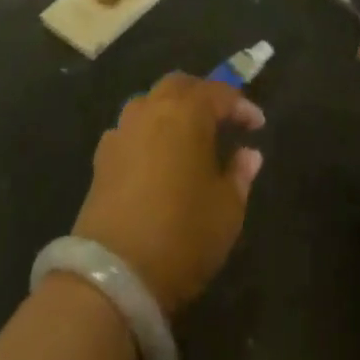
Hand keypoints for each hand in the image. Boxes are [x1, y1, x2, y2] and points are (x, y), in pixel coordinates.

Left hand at [71, 74, 264, 317]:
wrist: (113, 274)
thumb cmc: (182, 234)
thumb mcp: (227, 210)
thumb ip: (240, 175)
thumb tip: (248, 154)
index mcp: (186, 113)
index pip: (220, 93)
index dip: (241, 106)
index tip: (257, 125)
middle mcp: (151, 110)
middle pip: (179, 85)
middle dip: (202, 95)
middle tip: (221, 118)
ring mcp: (122, 131)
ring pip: (150, 103)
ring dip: (171, 110)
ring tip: (187, 136)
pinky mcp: (102, 157)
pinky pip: (130, 130)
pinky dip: (147, 134)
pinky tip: (155, 157)